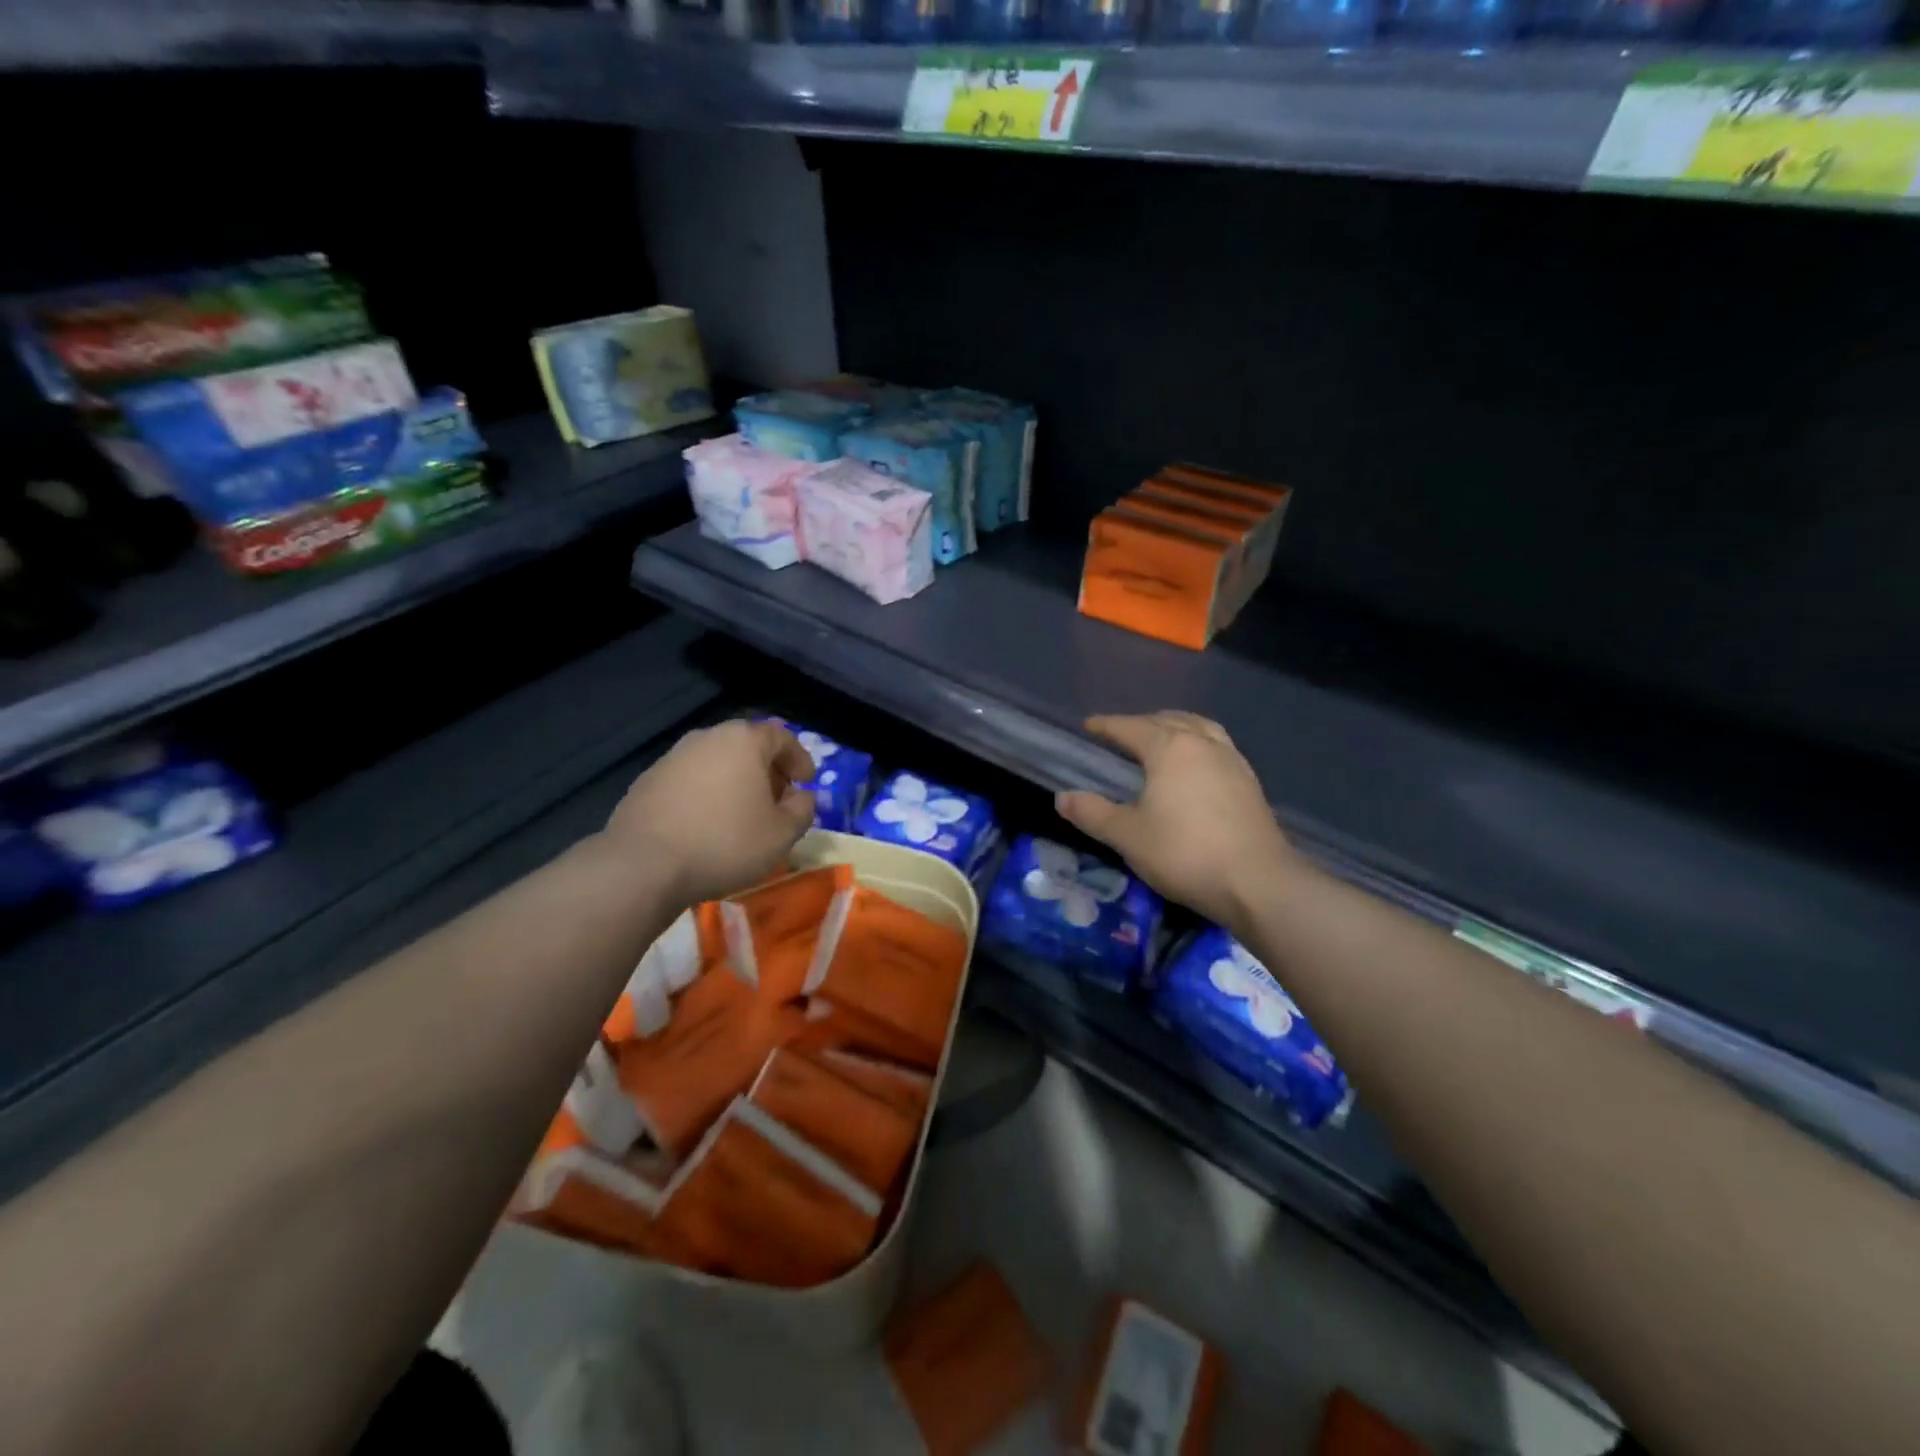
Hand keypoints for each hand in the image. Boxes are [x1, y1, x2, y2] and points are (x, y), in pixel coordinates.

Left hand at [605, 719, 815, 904]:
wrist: (643, 865)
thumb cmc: (725, 842)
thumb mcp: (782, 834)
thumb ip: (802, 809)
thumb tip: (801, 797)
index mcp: (744, 741)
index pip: (782, 736)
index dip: (799, 758)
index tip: (806, 782)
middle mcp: (707, 738)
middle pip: (747, 745)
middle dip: (767, 769)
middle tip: (777, 799)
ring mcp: (672, 757)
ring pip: (716, 762)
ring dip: (734, 781)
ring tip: (741, 814)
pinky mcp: (647, 781)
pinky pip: (690, 780)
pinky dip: (706, 794)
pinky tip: (706, 824)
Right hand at [1055, 711, 1300, 934]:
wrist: (1257, 882)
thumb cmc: (1184, 852)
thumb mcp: (1127, 836)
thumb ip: (1092, 813)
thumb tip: (1062, 798)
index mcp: (1170, 747)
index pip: (1130, 727)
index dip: (1106, 725)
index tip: (1088, 726)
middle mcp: (1203, 743)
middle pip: (1167, 719)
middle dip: (1141, 723)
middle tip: (1120, 735)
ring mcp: (1232, 760)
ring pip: (1199, 728)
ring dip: (1175, 727)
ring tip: (1160, 740)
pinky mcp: (1249, 782)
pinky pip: (1216, 746)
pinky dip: (1197, 744)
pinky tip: (1194, 768)